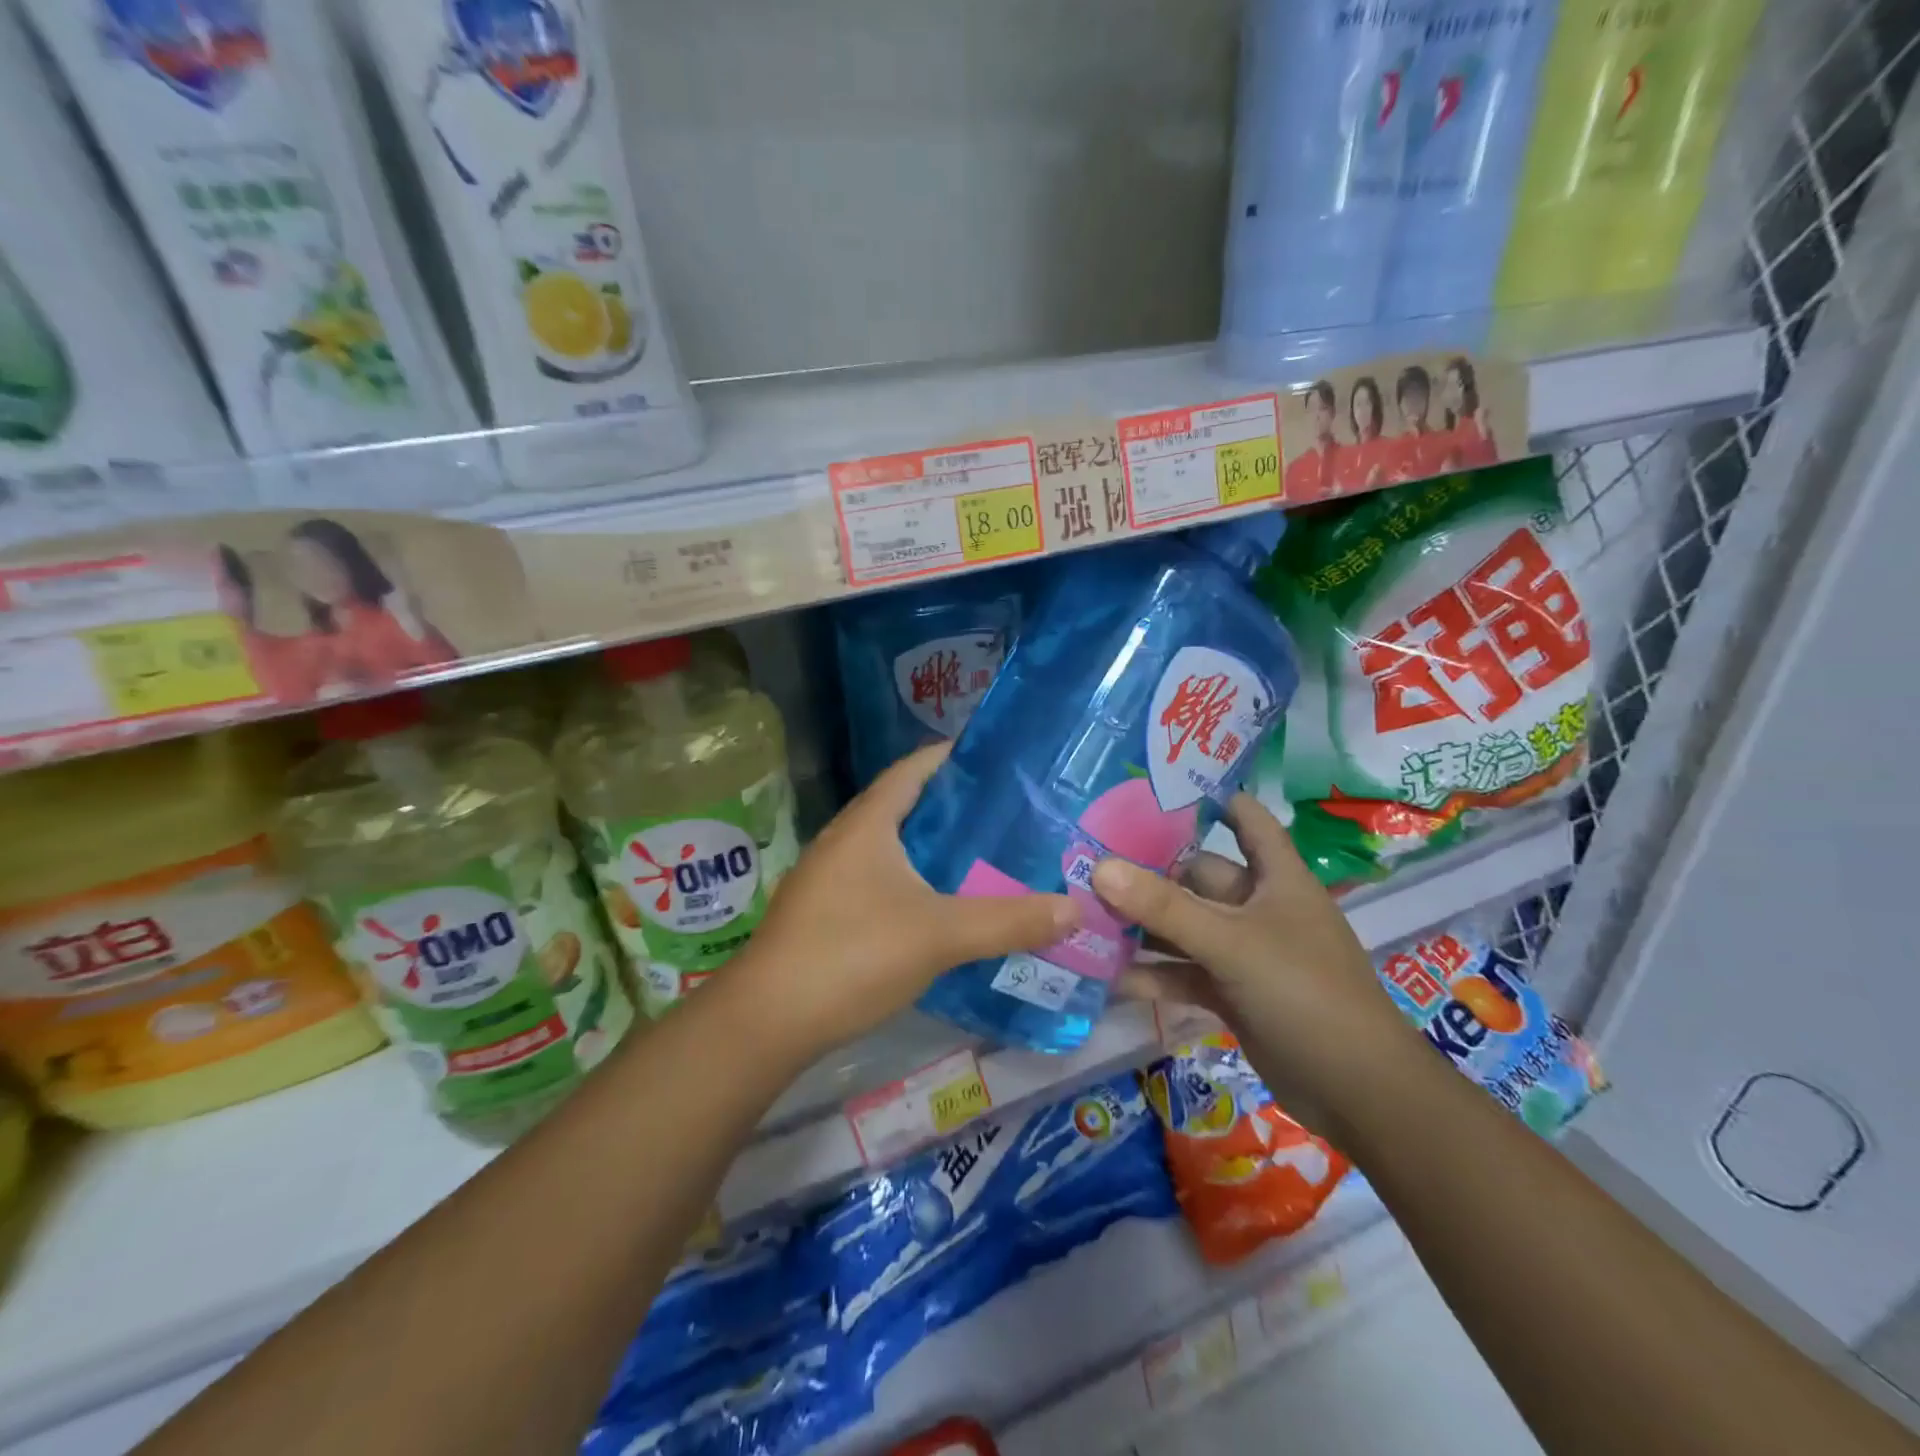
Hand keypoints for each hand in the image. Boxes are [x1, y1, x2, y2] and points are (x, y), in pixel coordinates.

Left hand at [729, 743, 1078, 1058]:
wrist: (767, 1020)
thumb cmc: (852, 954)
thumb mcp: (939, 935)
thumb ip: (1008, 920)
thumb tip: (1074, 908)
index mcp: (868, 823)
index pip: (913, 768)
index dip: (952, 757)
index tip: (999, 761)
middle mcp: (844, 839)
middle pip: (905, 806)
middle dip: (953, 808)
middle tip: (1008, 815)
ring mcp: (829, 877)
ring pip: (891, 847)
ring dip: (933, 849)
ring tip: (985, 857)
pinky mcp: (824, 912)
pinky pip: (878, 880)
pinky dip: (913, 882)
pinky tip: (942, 907)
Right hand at [1092, 794, 1423, 1133]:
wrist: (1358, 1093)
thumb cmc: (1305, 994)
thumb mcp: (1232, 944)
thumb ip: (1165, 907)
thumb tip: (1099, 866)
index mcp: (1277, 878)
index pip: (1246, 820)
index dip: (1211, 797)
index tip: (1156, 785)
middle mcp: (1259, 908)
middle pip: (1198, 877)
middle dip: (1150, 872)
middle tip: (1089, 860)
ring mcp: (1244, 953)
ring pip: (1186, 927)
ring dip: (1144, 927)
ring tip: (1085, 916)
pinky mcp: (1232, 994)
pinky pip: (1184, 973)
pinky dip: (1153, 975)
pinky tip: (1107, 978)